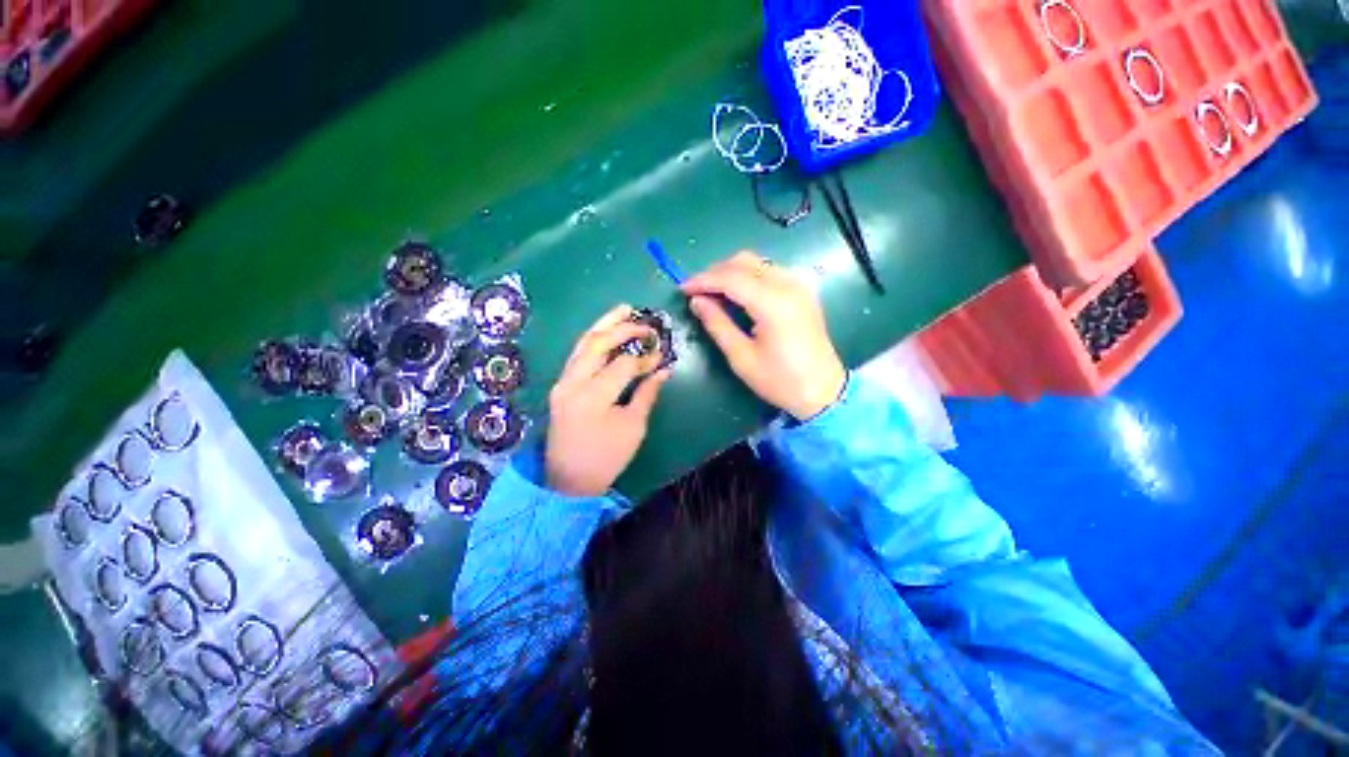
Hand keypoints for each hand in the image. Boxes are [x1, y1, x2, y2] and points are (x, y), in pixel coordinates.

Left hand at [546, 305, 671, 496]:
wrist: (569, 480)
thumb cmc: (606, 458)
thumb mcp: (633, 428)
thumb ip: (647, 394)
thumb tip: (663, 369)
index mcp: (593, 396)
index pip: (623, 364)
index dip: (645, 357)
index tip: (661, 354)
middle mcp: (572, 383)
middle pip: (597, 344)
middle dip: (623, 328)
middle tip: (644, 322)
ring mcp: (562, 382)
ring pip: (582, 344)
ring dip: (603, 325)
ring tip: (623, 310)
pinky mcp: (560, 385)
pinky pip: (577, 355)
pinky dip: (593, 340)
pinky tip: (606, 332)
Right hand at [683, 252, 845, 420]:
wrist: (823, 391)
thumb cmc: (780, 380)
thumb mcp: (741, 357)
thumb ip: (717, 324)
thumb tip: (697, 301)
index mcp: (773, 303)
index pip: (730, 277)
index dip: (703, 280)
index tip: (683, 289)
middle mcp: (788, 285)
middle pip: (744, 261)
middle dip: (715, 272)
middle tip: (696, 291)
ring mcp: (799, 285)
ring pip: (757, 263)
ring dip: (731, 272)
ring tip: (713, 293)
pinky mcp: (803, 291)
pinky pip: (769, 271)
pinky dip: (748, 276)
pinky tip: (738, 294)